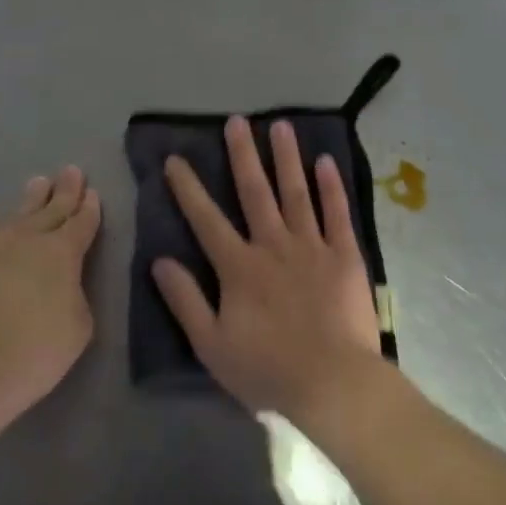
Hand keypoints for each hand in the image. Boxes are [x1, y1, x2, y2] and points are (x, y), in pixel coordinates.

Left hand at [0, 166, 101, 425]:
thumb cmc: (35, 352)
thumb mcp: (79, 326)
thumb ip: (75, 294)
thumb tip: (61, 283)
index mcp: (63, 254)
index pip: (82, 224)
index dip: (90, 209)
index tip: (93, 193)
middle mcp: (27, 238)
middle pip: (51, 210)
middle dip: (65, 191)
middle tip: (71, 171)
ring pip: (13, 214)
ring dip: (29, 199)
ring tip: (37, 182)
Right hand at [153, 117, 384, 422]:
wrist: (333, 382)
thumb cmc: (267, 370)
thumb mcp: (211, 344)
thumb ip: (185, 300)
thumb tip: (160, 261)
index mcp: (239, 267)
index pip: (206, 220)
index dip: (188, 189)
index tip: (175, 160)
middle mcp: (273, 246)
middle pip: (254, 193)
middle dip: (242, 155)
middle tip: (236, 121)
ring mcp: (312, 247)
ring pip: (296, 193)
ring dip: (286, 158)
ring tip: (279, 126)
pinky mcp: (345, 256)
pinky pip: (336, 214)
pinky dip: (330, 186)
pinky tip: (324, 162)